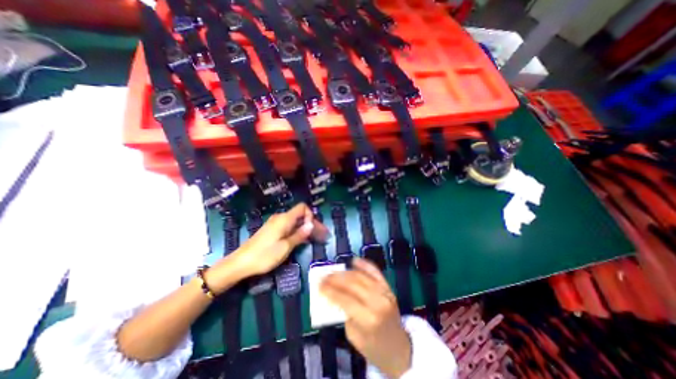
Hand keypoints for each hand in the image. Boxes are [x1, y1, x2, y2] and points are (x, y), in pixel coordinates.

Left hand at [209, 204, 329, 293]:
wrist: (240, 263)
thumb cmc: (264, 255)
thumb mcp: (285, 247)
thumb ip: (299, 234)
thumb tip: (311, 224)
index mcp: (285, 219)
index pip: (302, 207)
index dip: (310, 215)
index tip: (312, 229)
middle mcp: (280, 218)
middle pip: (300, 215)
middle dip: (311, 224)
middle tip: (321, 235)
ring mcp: (275, 223)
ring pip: (295, 221)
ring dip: (305, 228)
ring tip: (313, 239)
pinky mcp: (272, 230)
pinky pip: (288, 227)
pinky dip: (297, 231)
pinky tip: (300, 240)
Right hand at [322, 258, 412, 375]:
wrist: (399, 348)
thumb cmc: (374, 347)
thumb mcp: (353, 336)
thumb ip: (344, 314)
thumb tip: (333, 294)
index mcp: (369, 319)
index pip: (345, 299)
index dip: (330, 291)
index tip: (319, 286)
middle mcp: (378, 302)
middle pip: (353, 284)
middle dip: (335, 278)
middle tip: (323, 277)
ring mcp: (385, 292)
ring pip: (361, 276)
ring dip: (345, 272)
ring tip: (333, 272)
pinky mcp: (388, 287)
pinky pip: (375, 272)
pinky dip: (364, 265)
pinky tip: (354, 261)